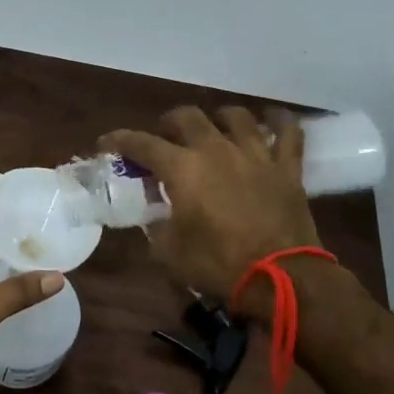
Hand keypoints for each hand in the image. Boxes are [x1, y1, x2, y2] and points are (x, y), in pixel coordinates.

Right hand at [101, 106, 319, 300]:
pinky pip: (287, 131)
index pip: (141, 143)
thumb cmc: (218, 265)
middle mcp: (215, 149)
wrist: (282, 278)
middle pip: (187, 117)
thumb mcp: (169, 252)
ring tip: (214, 129)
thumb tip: (157, 218)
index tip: (106, 142)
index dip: (119, 140)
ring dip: (219, 118)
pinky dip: (279, 121)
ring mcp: (254, 153)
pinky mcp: (286, 166)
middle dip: (169, 123)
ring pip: (235, 116)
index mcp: (182, 168)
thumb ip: (157, 227)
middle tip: (165, 138)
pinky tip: (272, 119)